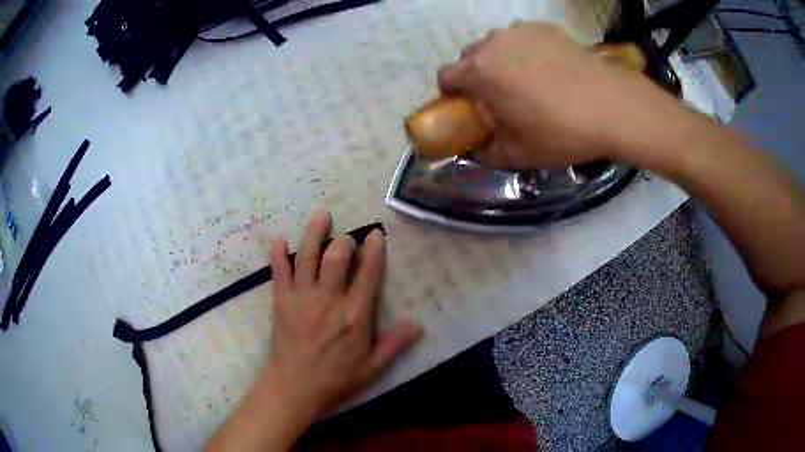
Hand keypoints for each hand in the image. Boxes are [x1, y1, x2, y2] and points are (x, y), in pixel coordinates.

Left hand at [206, 211, 421, 450]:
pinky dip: (278, 254)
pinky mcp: (281, 301)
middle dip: (344, 240)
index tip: (376, 234)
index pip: (368, 274)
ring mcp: (302, 298)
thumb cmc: (336, 380)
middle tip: (348, 237)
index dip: (374, 251)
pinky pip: (279, 272)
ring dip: (314, 233)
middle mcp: (329, 299)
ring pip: (308, 257)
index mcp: (354, 315)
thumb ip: (394, 344)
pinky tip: (280, 239)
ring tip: (320, 214)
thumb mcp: (372, 368)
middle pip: (337, 257)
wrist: (294, 388)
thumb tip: (417, 324)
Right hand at [438, 23, 693, 168]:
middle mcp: (494, 43)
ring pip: (497, 45)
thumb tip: (476, 149)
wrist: (613, 108)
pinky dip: (526, 51)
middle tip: (502, 98)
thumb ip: (486, 153)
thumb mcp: (518, 154)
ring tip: (529, 82)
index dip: (454, 95)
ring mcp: (522, 30)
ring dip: (502, 61)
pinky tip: (549, 70)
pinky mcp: (546, 28)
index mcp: (480, 71)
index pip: (446, 76)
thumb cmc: (561, 132)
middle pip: (471, 57)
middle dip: (478, 76)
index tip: (471, 108)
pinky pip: (523, 38)